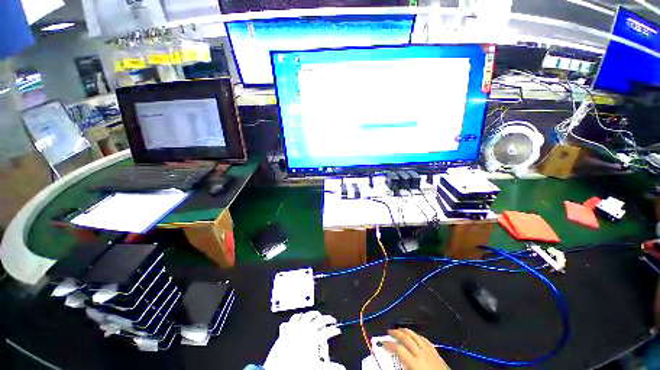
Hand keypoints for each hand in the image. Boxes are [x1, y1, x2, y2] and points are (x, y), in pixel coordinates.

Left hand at [263, 311, 344, 369]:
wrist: (278, 367)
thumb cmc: (295, 367)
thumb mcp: (315, 367)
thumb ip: (330, 367)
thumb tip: (340, 368)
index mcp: (314, 338)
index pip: (329, 331)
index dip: (334, 330)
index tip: (337, 330)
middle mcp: (307, 329)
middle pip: (321, 319)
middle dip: (328, 319)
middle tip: (332, 320)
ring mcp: (297, 327)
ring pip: (309, 314)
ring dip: (315, 314)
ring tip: (318, 315)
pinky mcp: (289, 327)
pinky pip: (296, 317)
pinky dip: (300, 315)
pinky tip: (301, 316)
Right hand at [382, 329, 448, 369]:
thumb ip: (404, 368)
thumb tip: (395, 364)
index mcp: (415, 362)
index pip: (399, 349)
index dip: (390, 344)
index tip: (383, 342)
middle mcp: (422, 354)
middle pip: (407, 339)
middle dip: (397, 333)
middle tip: (390, 331)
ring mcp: (429, 351)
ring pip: (416, 336)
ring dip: (407, 331)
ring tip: (400, 329)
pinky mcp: (436, 353)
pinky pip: (426, 340)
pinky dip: (418, 336)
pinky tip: (416, 335)